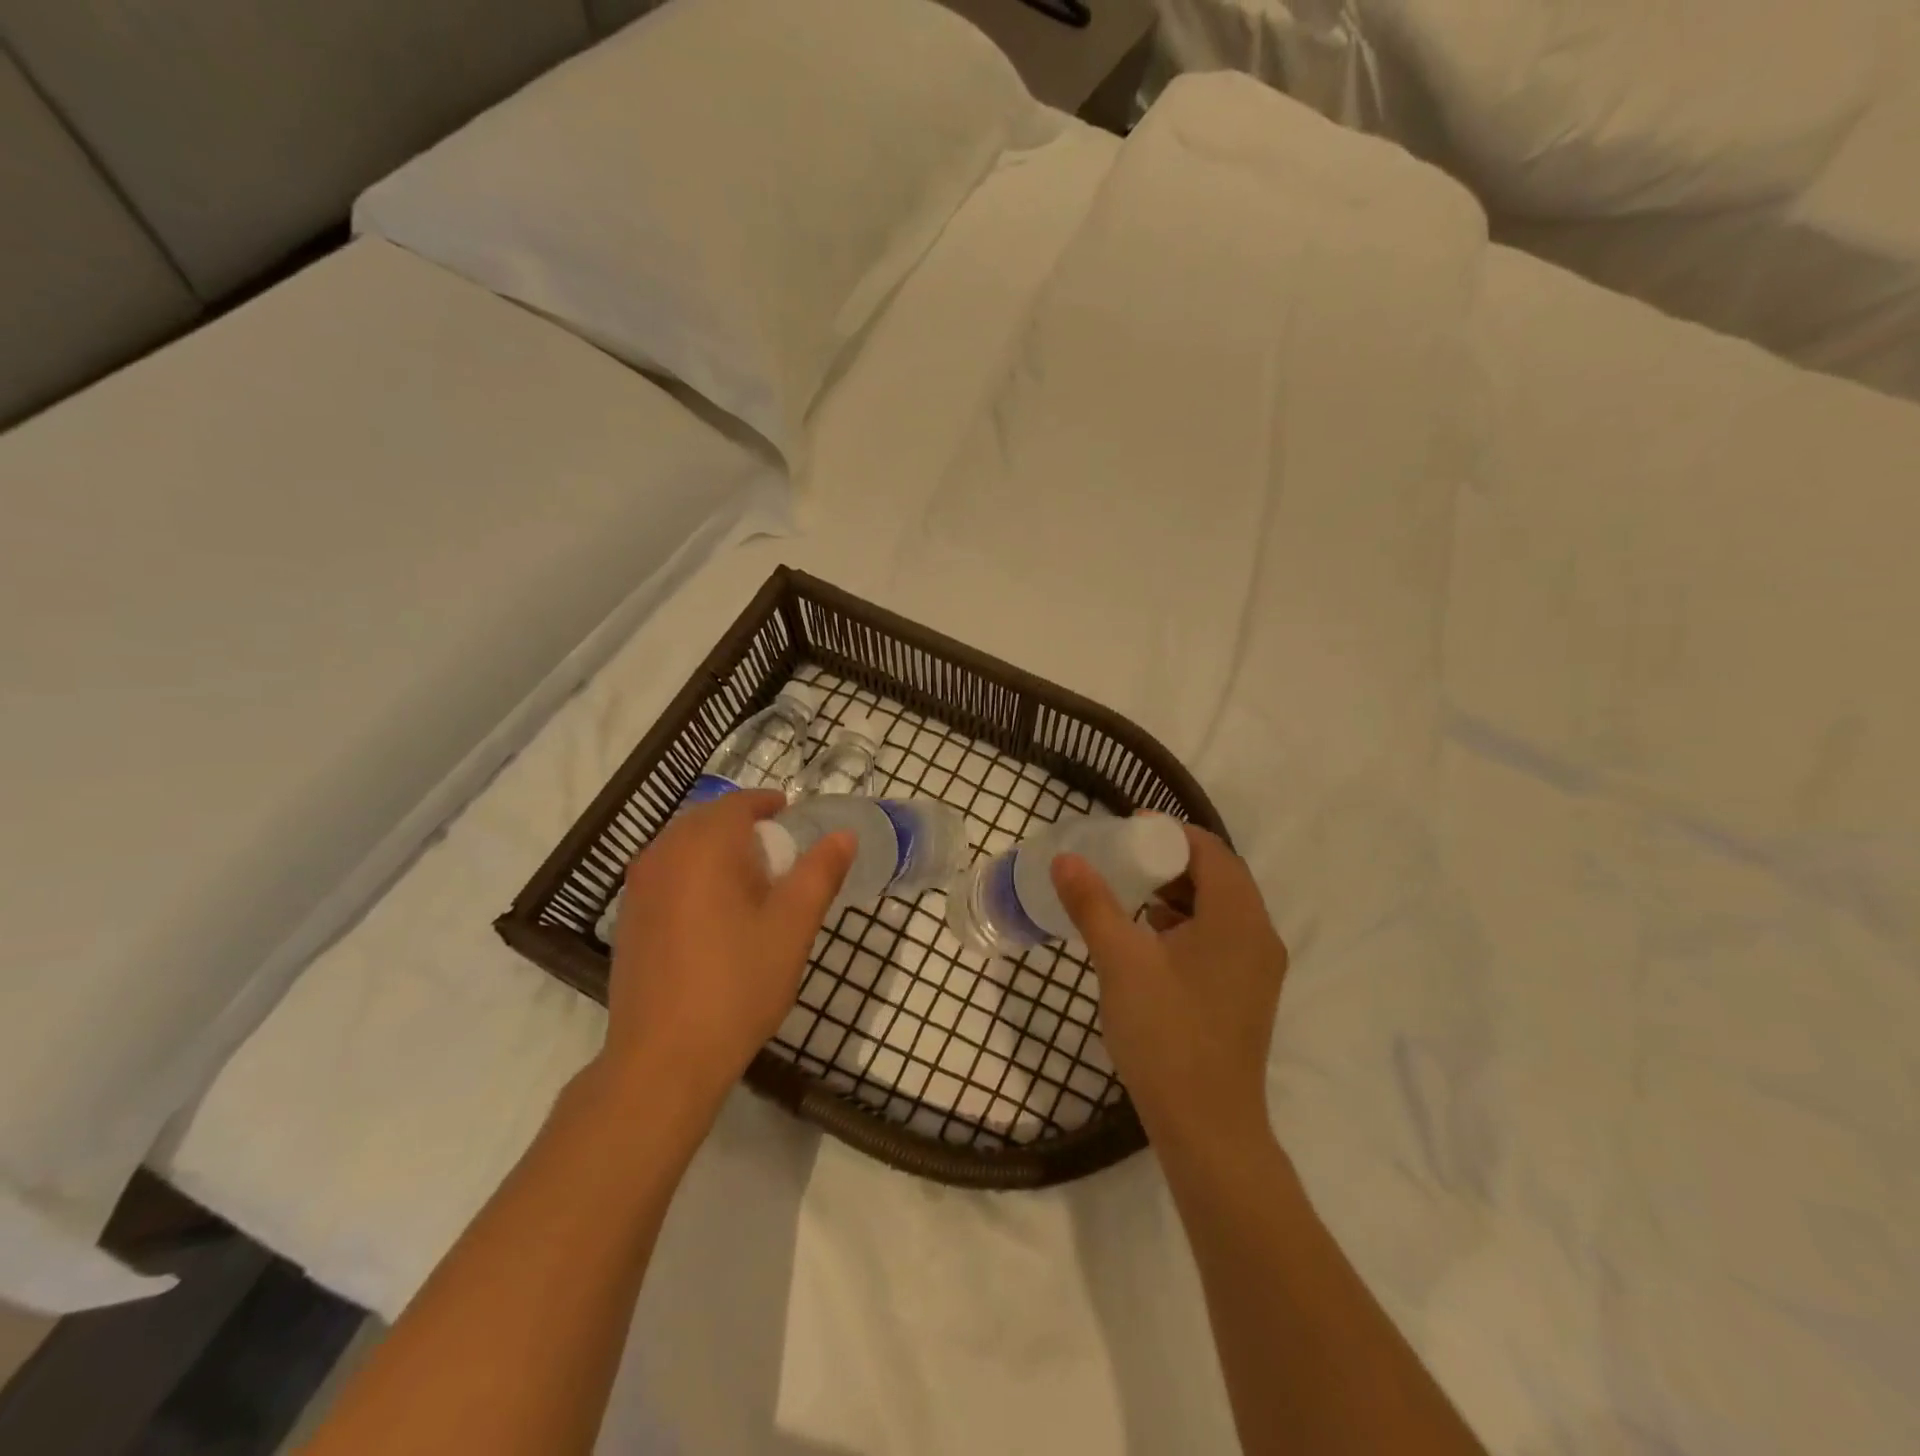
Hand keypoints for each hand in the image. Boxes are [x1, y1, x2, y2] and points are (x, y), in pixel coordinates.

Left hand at [598, 790, 852, 1140]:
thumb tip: (843, 835)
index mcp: (704, 846)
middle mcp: (662, 854)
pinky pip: (666, 874)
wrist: (663, 1058)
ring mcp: (638, 887)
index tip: (794, 817)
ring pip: (683, 847)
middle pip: (707, 820)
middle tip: (779, 853)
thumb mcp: (793, 925)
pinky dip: (694, 874)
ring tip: (750, 883)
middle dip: (744, 826)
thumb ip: (820, 872)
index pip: (738, 803)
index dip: (769, 804)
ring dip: (717, 850)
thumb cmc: (737, 984)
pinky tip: (714, 914)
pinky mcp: (629, 918)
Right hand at [1052, 824, 1286, 1156]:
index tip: (1129, 828)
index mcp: (1238, 919)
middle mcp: (1259, 936)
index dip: (1171, 833)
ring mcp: (1257, 969)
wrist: (1207, 1128)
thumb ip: (1093, 903)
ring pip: (1220, 909)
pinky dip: (1188, 924)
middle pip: (1219, 877)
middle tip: (1124, 858)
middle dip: (1172, 861)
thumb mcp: (1121, 961)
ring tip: (1132, 894)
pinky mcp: (1247, 994)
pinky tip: (1150, 939)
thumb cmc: (1166, 1034)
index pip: (1211, 851)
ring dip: (1179, 893)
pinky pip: (1220, 938)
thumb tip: (1066, 858)